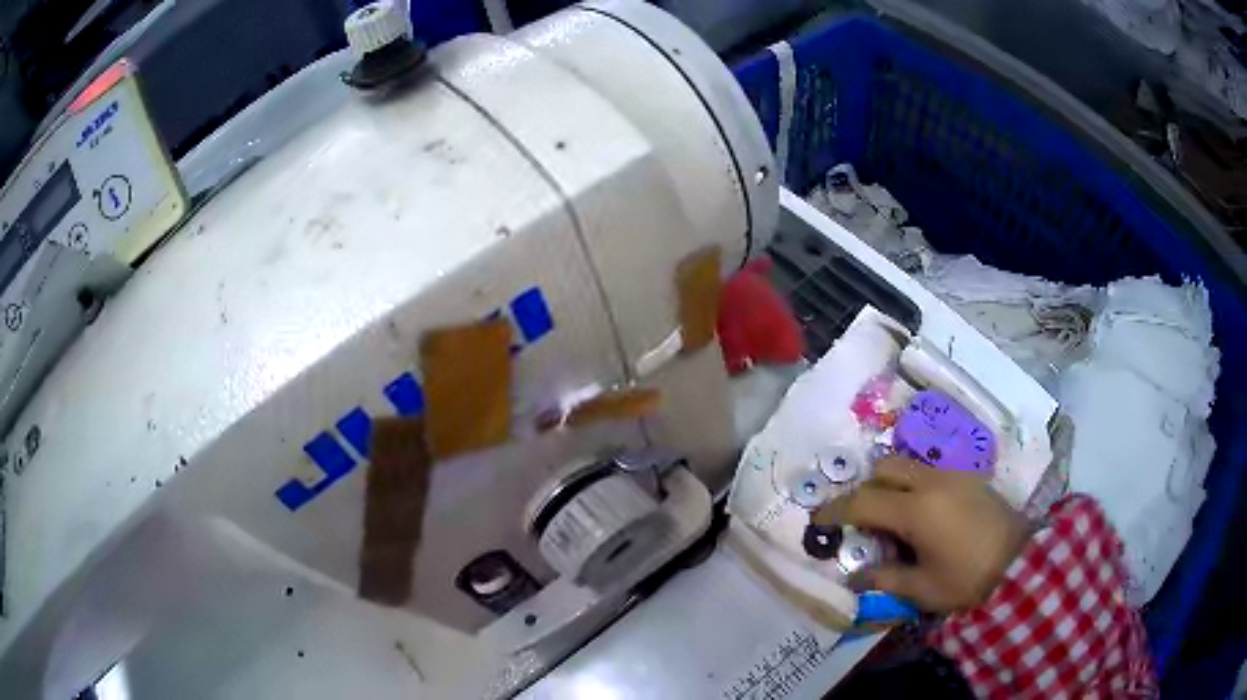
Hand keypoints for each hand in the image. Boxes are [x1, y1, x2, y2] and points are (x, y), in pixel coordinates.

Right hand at [813, 456, 1032, 612]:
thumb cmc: (967, 579)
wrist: (1020, 562)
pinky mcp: (968, 476)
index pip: (863, 502)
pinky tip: (922, 512)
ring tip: (892, 517)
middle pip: (883, 469)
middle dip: (865, 490)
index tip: (818, 520)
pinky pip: (928, 469)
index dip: (835, 511)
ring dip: (890, 484)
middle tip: (862, 521)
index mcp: (916, 510)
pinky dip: (913, 483)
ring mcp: (952, 474)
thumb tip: (855, 577)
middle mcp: (931, 482)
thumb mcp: (922, 588)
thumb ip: (885, 578)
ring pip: (907, 464)